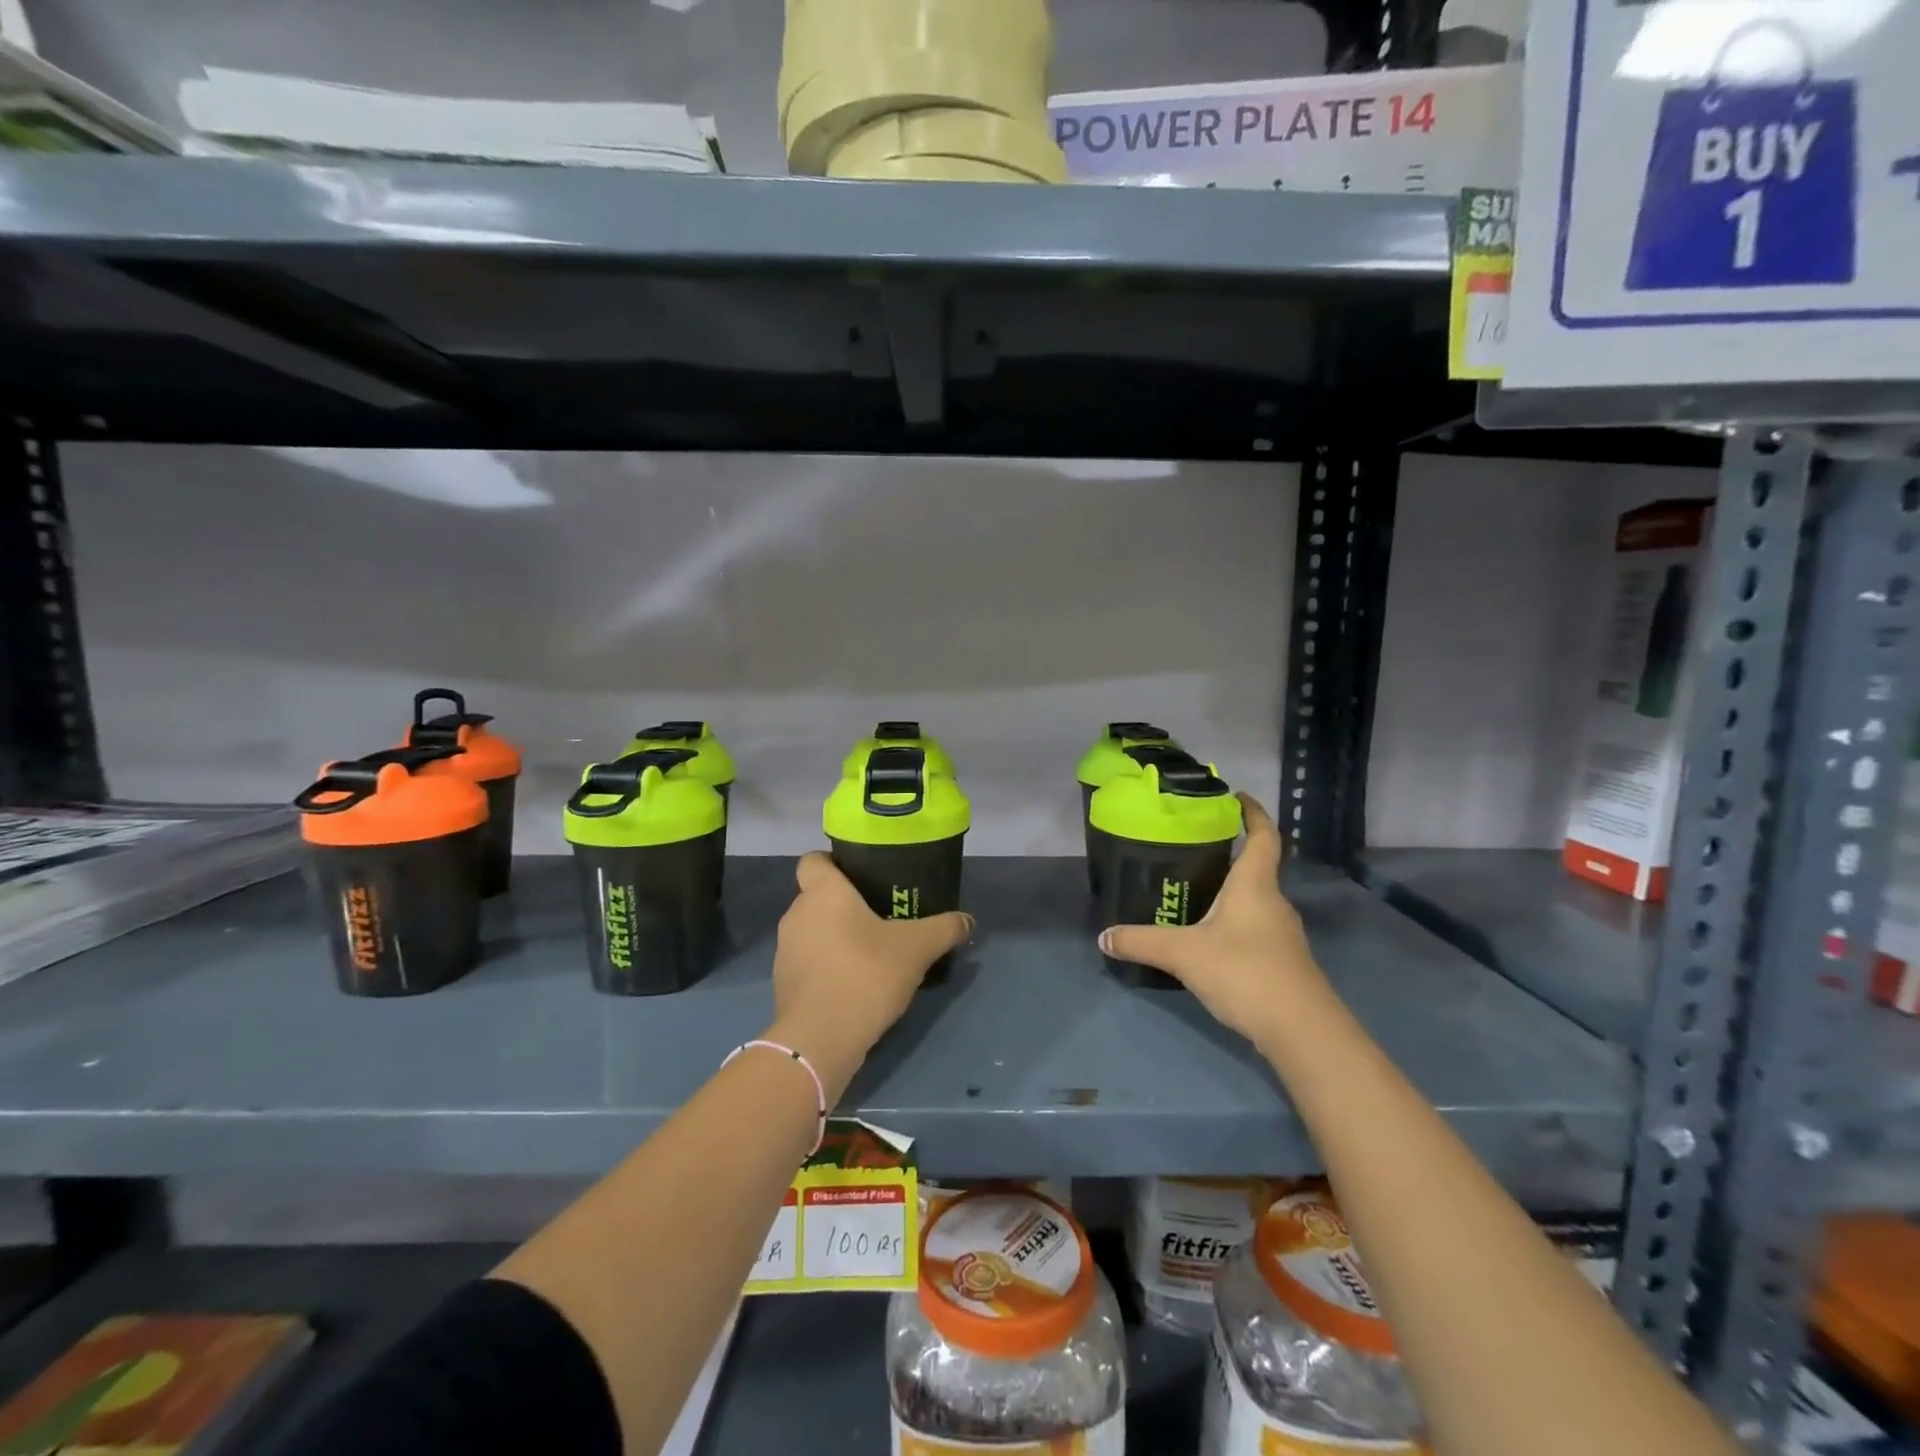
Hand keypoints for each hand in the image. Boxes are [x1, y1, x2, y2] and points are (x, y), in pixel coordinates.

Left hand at [767, 852, 972, 1100]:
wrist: (820, 1039)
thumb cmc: (865, 973)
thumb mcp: (917, 948)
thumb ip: (944, 928)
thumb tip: (967, 920)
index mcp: (823, 892)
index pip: (813, 860)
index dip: (835, 863)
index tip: (863, 876)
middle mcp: (797, 914)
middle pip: (818, 897)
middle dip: (845, 904)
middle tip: (881, 916)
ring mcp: (786, 951)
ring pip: (814, 931)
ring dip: (836, 937)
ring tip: (872, 952)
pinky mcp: (783, 984)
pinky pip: (809, 963)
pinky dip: (828, 967)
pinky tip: (856, 984)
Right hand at [1098, 794, 1329, 1047]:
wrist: (1302, 1031)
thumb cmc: (1246, 972)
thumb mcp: (1184, 954)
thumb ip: (1142, 942)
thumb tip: (1104, 937)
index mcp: (1255, 885)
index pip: (1263, 836)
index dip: (1253, 813)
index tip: (1236, 797)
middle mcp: (1273, 902)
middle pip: (1256, 868)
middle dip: (1229, 855)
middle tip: (1190, 849)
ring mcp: (1281, 934)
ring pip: (1254, 901)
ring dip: (1230, 892)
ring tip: (1192, 892)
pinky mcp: (1282, 962)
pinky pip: (1254, 928)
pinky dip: (1233, 923)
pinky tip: (1208, 939)